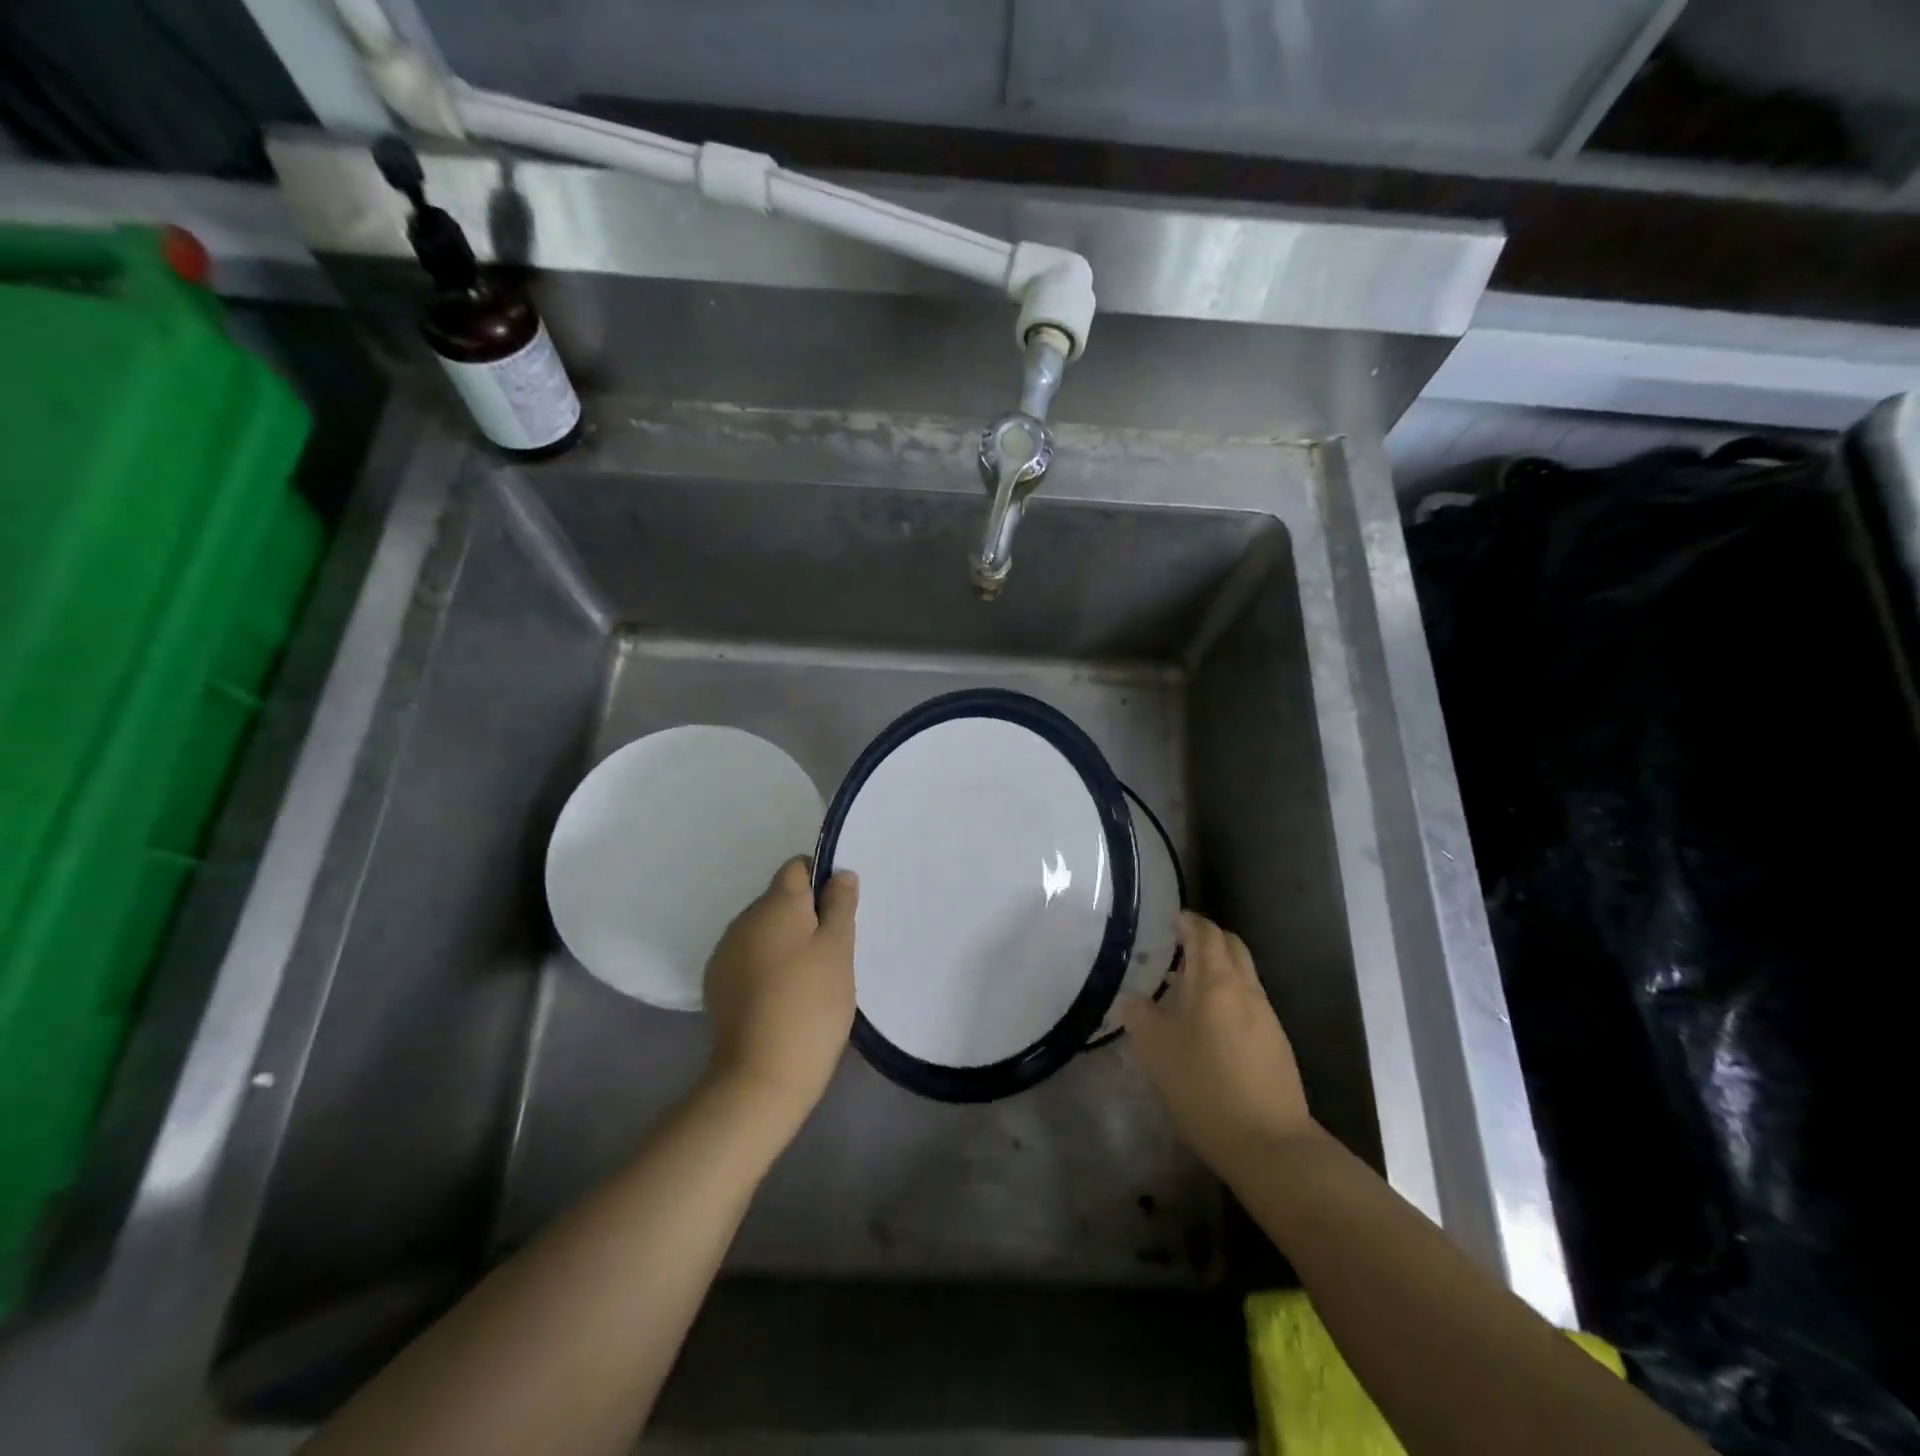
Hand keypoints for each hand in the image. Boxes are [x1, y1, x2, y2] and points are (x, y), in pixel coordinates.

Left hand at [702, 858, 857, 1130]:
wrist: (761, 1075)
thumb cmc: (811, 1004)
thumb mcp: (838, 950)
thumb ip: (840, 905)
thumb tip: (840, 873)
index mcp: (775, 903)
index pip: (797, 867)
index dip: (821, 880)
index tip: (840, 912)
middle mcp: (744, 919)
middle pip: (779, 900)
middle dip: (806, 915)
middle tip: (832, 951)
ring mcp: (725, 953)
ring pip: (763, 930)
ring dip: (785, 941)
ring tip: (809, 978)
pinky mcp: (717, 985)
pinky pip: (749, 958)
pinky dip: (767, 966)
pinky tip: (783, 996)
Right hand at [1121, 912, 1320, 1173]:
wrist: (1269, 1144)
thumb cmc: (1205, 1087)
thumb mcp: (1157, 1051)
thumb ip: (1141, 1016)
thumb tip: (1134, 999)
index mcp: (1215, 982)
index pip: (1205, 934)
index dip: (1188, 922)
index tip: (1171, 918)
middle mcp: (1246, 989)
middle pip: (1231, 947)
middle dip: (1208, 938)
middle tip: (1179, 943)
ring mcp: (1266, 1016)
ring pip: (1243, 974)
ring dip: (1218, 968)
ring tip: (1186, 983)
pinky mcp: (1276, 1043)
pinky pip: (1249, 1001)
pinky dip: (1228, 994)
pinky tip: (1208, 1022)